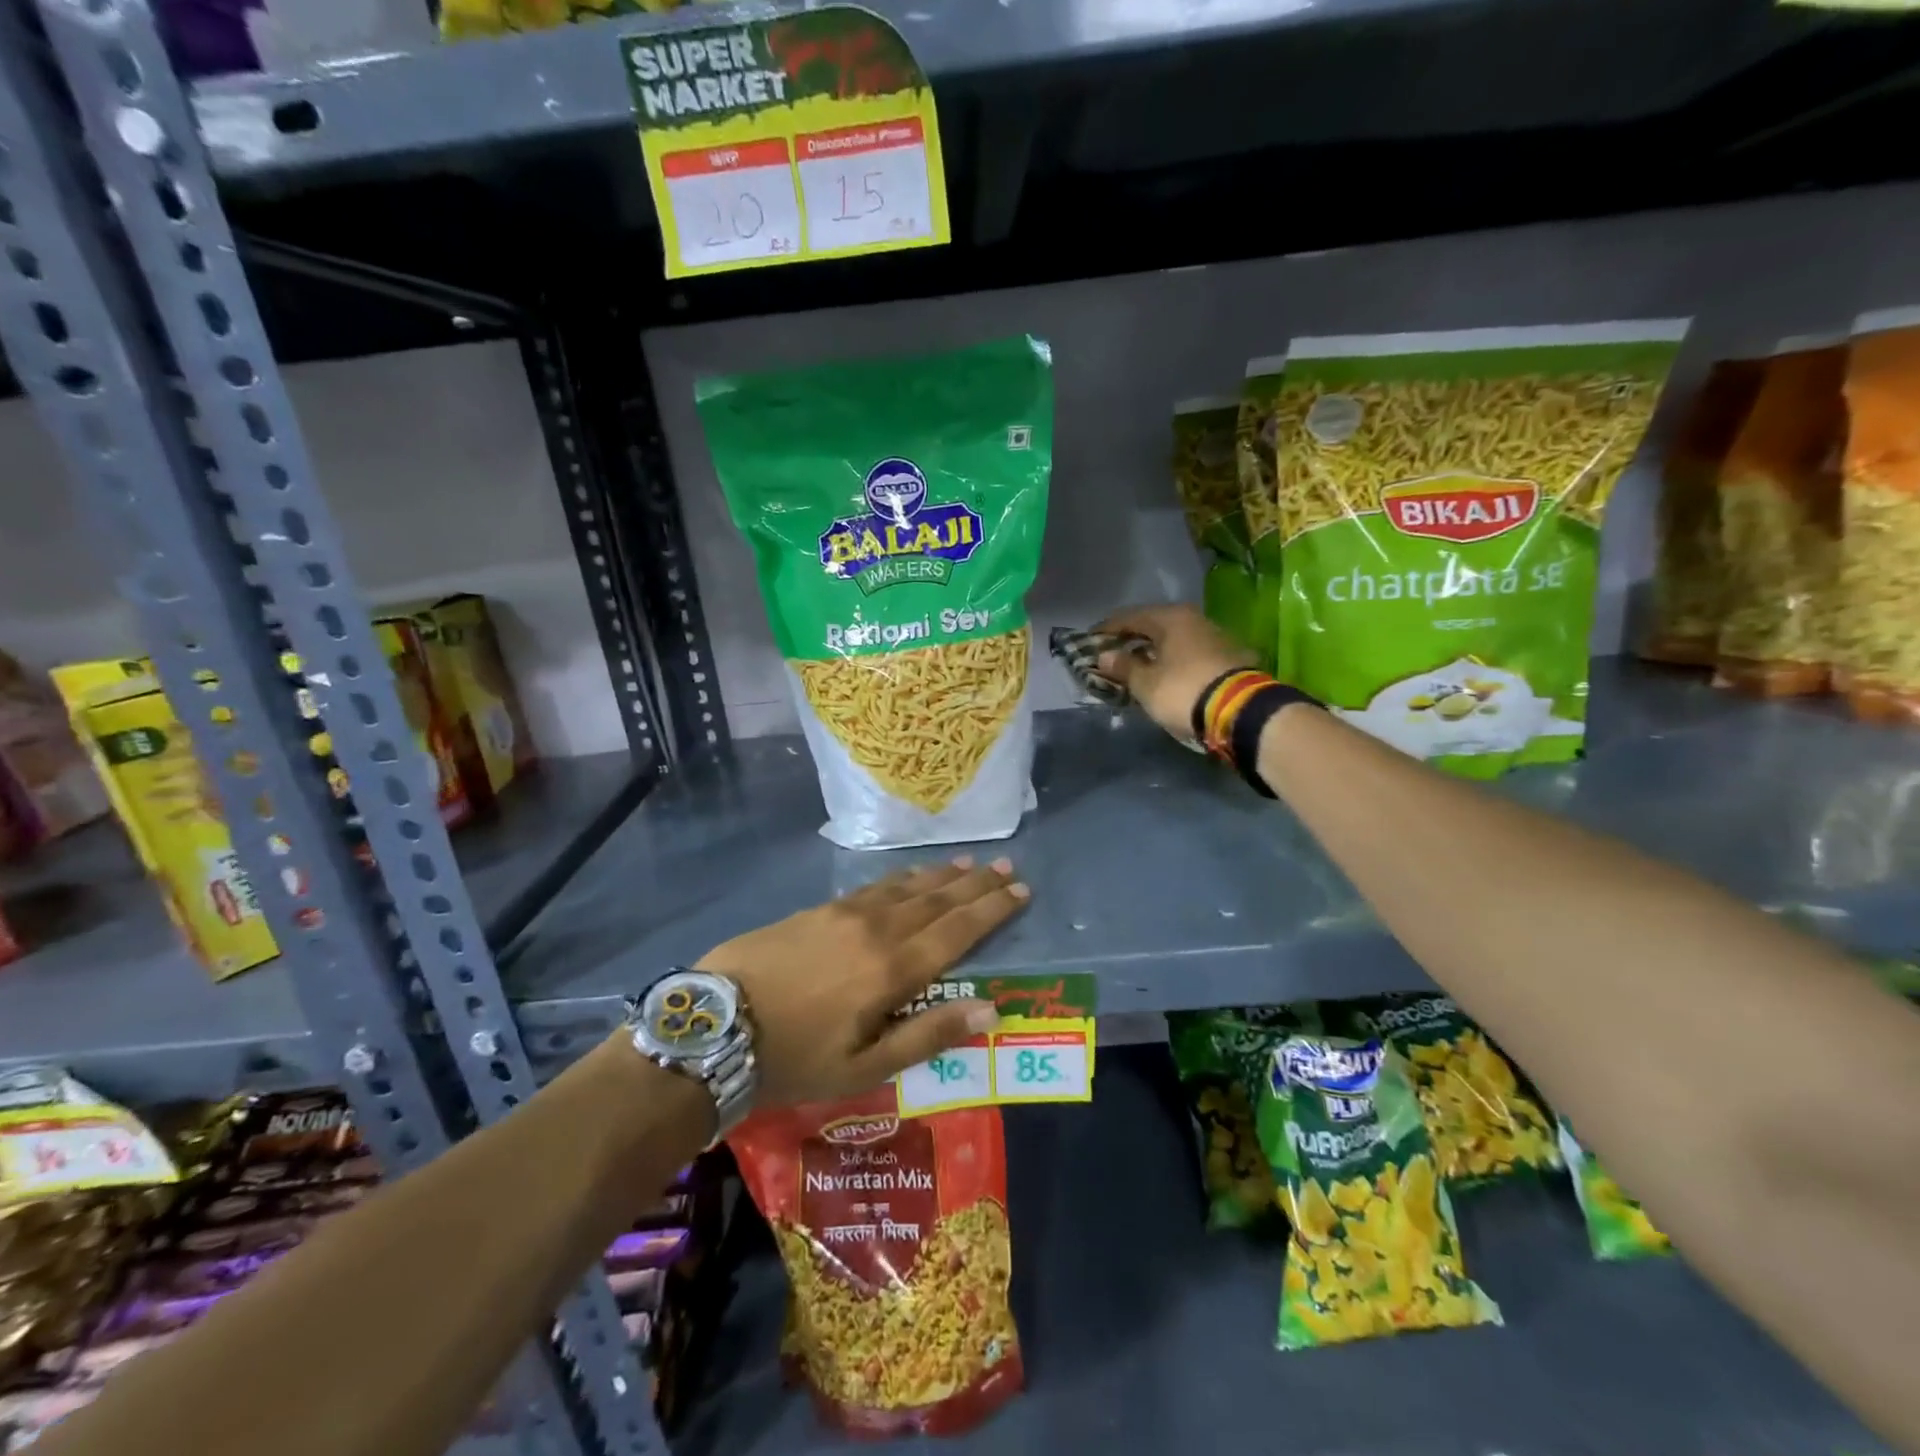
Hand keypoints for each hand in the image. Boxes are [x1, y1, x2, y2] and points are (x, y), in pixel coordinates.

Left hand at [696, 858, 1029, 1104]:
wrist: (716, 1024)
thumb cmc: (795, 1057)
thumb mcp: (866, 1067)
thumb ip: (928, 1035)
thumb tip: (990, 1010)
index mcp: (894, 969)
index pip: (957, 930)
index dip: (992, 909)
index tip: (1021, 890)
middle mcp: (878, 929)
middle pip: (938, 899)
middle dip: (976, 883)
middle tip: (1006, 865)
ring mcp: (846, 913)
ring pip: (907, 886)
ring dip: (942, 875)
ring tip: (968, 863)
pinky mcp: (820, 909)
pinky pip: (875, 886)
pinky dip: (903, 878)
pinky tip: (910, 876)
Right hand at [1094, 603, 1254, 741]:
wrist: (1241, 711)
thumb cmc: (1183, 691)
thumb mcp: (1145, 684)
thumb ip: (1123, 667)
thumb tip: (1104, 655)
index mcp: (1171, 618)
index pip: (1129, 617)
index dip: (1107, 630)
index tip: (1089, 642)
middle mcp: (1194, 619)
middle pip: (1154, 625)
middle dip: (1132, 640)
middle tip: (1112, 654)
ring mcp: (1216, 636)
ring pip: (1175, 639)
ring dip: (1154, 651)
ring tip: (1138, 667)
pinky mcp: (1230, 657)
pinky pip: (1191, 653)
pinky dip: (1174, 661)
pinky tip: (1166, 675)